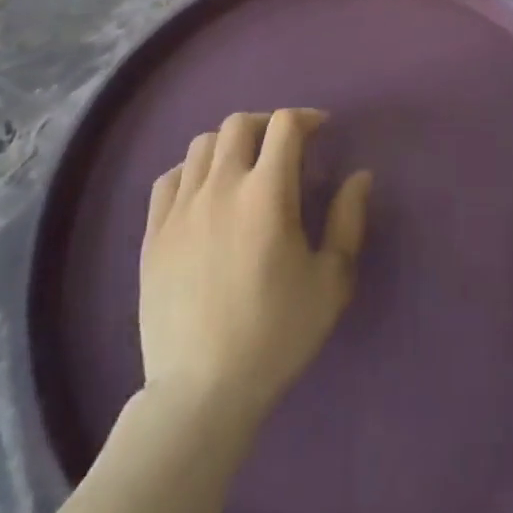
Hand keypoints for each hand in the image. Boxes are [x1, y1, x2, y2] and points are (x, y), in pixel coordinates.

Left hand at [138, 109, 372, 428]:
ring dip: (230, 144)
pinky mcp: (153, 235)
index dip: (307, 118)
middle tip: (285, 146)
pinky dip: (192, 172)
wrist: (201, 394)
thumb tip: (359, 176)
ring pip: (202, 145)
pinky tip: (205, 193)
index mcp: (267, 193)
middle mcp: (221, 187)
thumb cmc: (276, 335)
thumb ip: (349, 220)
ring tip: (245, 167)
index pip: (285, 125)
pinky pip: (168, 179)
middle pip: (240, 124)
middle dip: (268, 124)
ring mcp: (181, 209)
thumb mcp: (331, 281)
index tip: (321, 130)